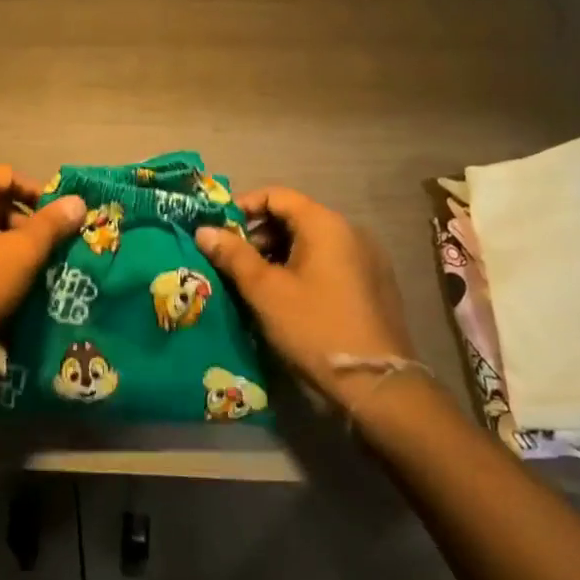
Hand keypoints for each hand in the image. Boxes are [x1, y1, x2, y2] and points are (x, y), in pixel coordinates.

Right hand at [195, 187, 417, 404]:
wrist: (376, 384)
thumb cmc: (314, 327)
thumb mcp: (265, 291)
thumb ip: (233, 255)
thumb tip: (203, 230)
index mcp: (325, 224)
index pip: (276, 195)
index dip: (242, 207)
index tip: (217, 230)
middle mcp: (350, 231)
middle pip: (294, 216)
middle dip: (258, 234)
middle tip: (231, 261)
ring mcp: (366, 257)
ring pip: (310, 241)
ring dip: (278, 253)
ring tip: (253, 282)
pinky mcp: (372, 283)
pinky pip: (328, 261)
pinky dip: (301, 268)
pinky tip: (286, 297)